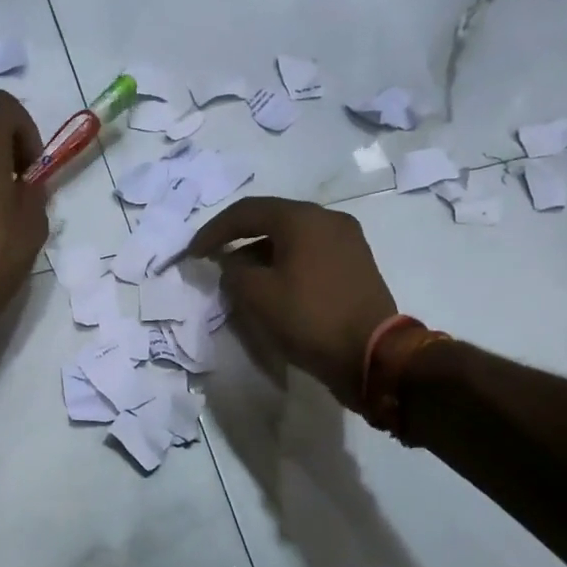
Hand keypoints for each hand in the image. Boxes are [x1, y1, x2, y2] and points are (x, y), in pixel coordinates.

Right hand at [186, 197, 398, 409]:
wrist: (372, 355)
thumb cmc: (310, 319)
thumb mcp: (258, 296)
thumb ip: (234, 272)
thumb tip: (232, 264)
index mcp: (302, 219)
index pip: (246, 211)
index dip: (214, 230)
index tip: (193, 253)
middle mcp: (328, 219)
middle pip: (272, 220)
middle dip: (239, 239)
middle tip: (215, 259)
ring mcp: (347, 241)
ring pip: (293, 237)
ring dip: (262, 253)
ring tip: (241, 278)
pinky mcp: (356, 264)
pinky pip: (311, 253)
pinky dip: (286, 263)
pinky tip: (273, 285)